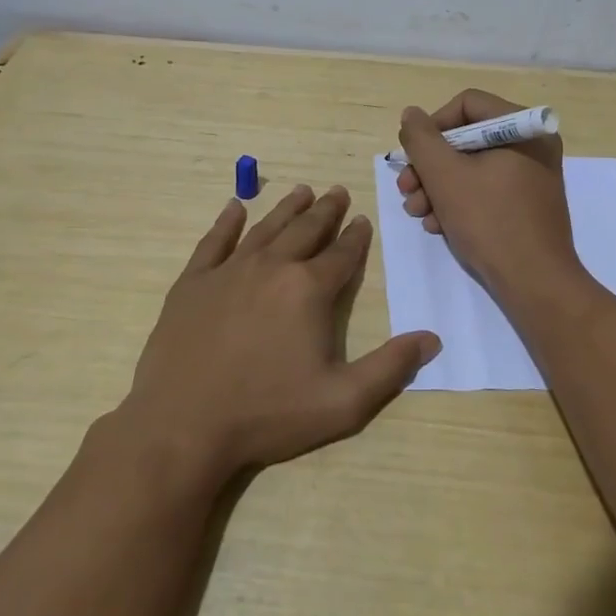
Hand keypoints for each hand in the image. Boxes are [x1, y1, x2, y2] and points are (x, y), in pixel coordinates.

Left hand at [121, 184, 439, 481]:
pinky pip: (214, 242)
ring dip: (286, 208)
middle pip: (305, 230)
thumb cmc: (267, 413)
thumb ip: (390, 368)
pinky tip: (234, 208)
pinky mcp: (193, 282)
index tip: (362, 220)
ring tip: (301, 191)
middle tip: (336, 191)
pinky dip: (226, 222)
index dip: (356, 237)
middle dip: (325, 211)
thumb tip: (432, 338)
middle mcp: (271, 267)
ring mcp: (228, 271)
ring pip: (265, 228)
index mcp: (308, 289)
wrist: (183, 424)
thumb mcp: (342, 401)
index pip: (341, 254)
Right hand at [395, 90, 580, 300]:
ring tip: (418, 213)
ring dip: (437, 187)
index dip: (432, 126)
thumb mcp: (444, 175)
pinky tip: (439, 225)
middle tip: (406, 189)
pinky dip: (459, 202)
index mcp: (523, 127)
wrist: (535, 283)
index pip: (466, 104)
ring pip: (472, 167)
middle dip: (430, 165)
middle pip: (467, 138)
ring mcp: (532, 176)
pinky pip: (486, 189)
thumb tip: (411, 115)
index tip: (412, 156)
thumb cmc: (490, 221)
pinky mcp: (527, 204)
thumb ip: (421, 139)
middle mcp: (532, 144)